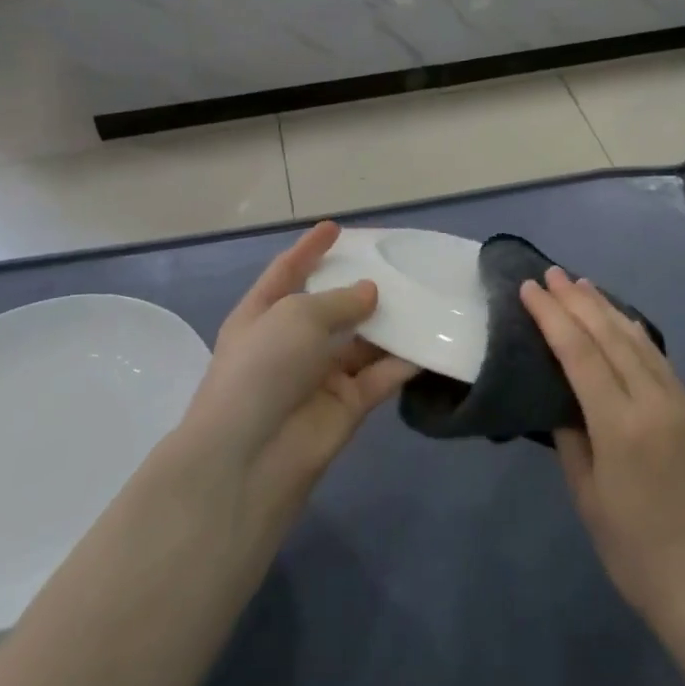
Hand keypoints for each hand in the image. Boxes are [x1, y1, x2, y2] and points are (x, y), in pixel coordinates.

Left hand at [178, 223, 415, 528]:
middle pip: (331, 306)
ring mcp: (321, 374)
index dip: (309, 249)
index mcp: (263, 314)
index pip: (287, 272)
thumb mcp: (297, 317)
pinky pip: (382, 374)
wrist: (250, 458)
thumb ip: (340, 300)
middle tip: (398, 264)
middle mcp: (292, 342)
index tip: (336, 227)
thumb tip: (370, 293)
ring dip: (389, 322)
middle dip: (360, 286)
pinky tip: (433, 339)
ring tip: (425, 295)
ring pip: (363, 340)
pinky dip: (405, 359)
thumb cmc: (263, 368)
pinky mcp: (349, 404)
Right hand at [520, 268, 684, 630]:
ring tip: (582, 285)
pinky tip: (623, 320)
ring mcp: (679, 403)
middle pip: (610, 336)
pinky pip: (660, 358)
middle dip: (577, 301)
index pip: (579, 353)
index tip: (530, 289)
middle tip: (552, 273)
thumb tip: (560, 398)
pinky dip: (636, 332)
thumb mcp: (587, 495)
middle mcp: (653, 402)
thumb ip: (570, 437)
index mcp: (620, 424)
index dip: (552, 317)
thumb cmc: (632, 548)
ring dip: (607, 308)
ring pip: (638, 340)